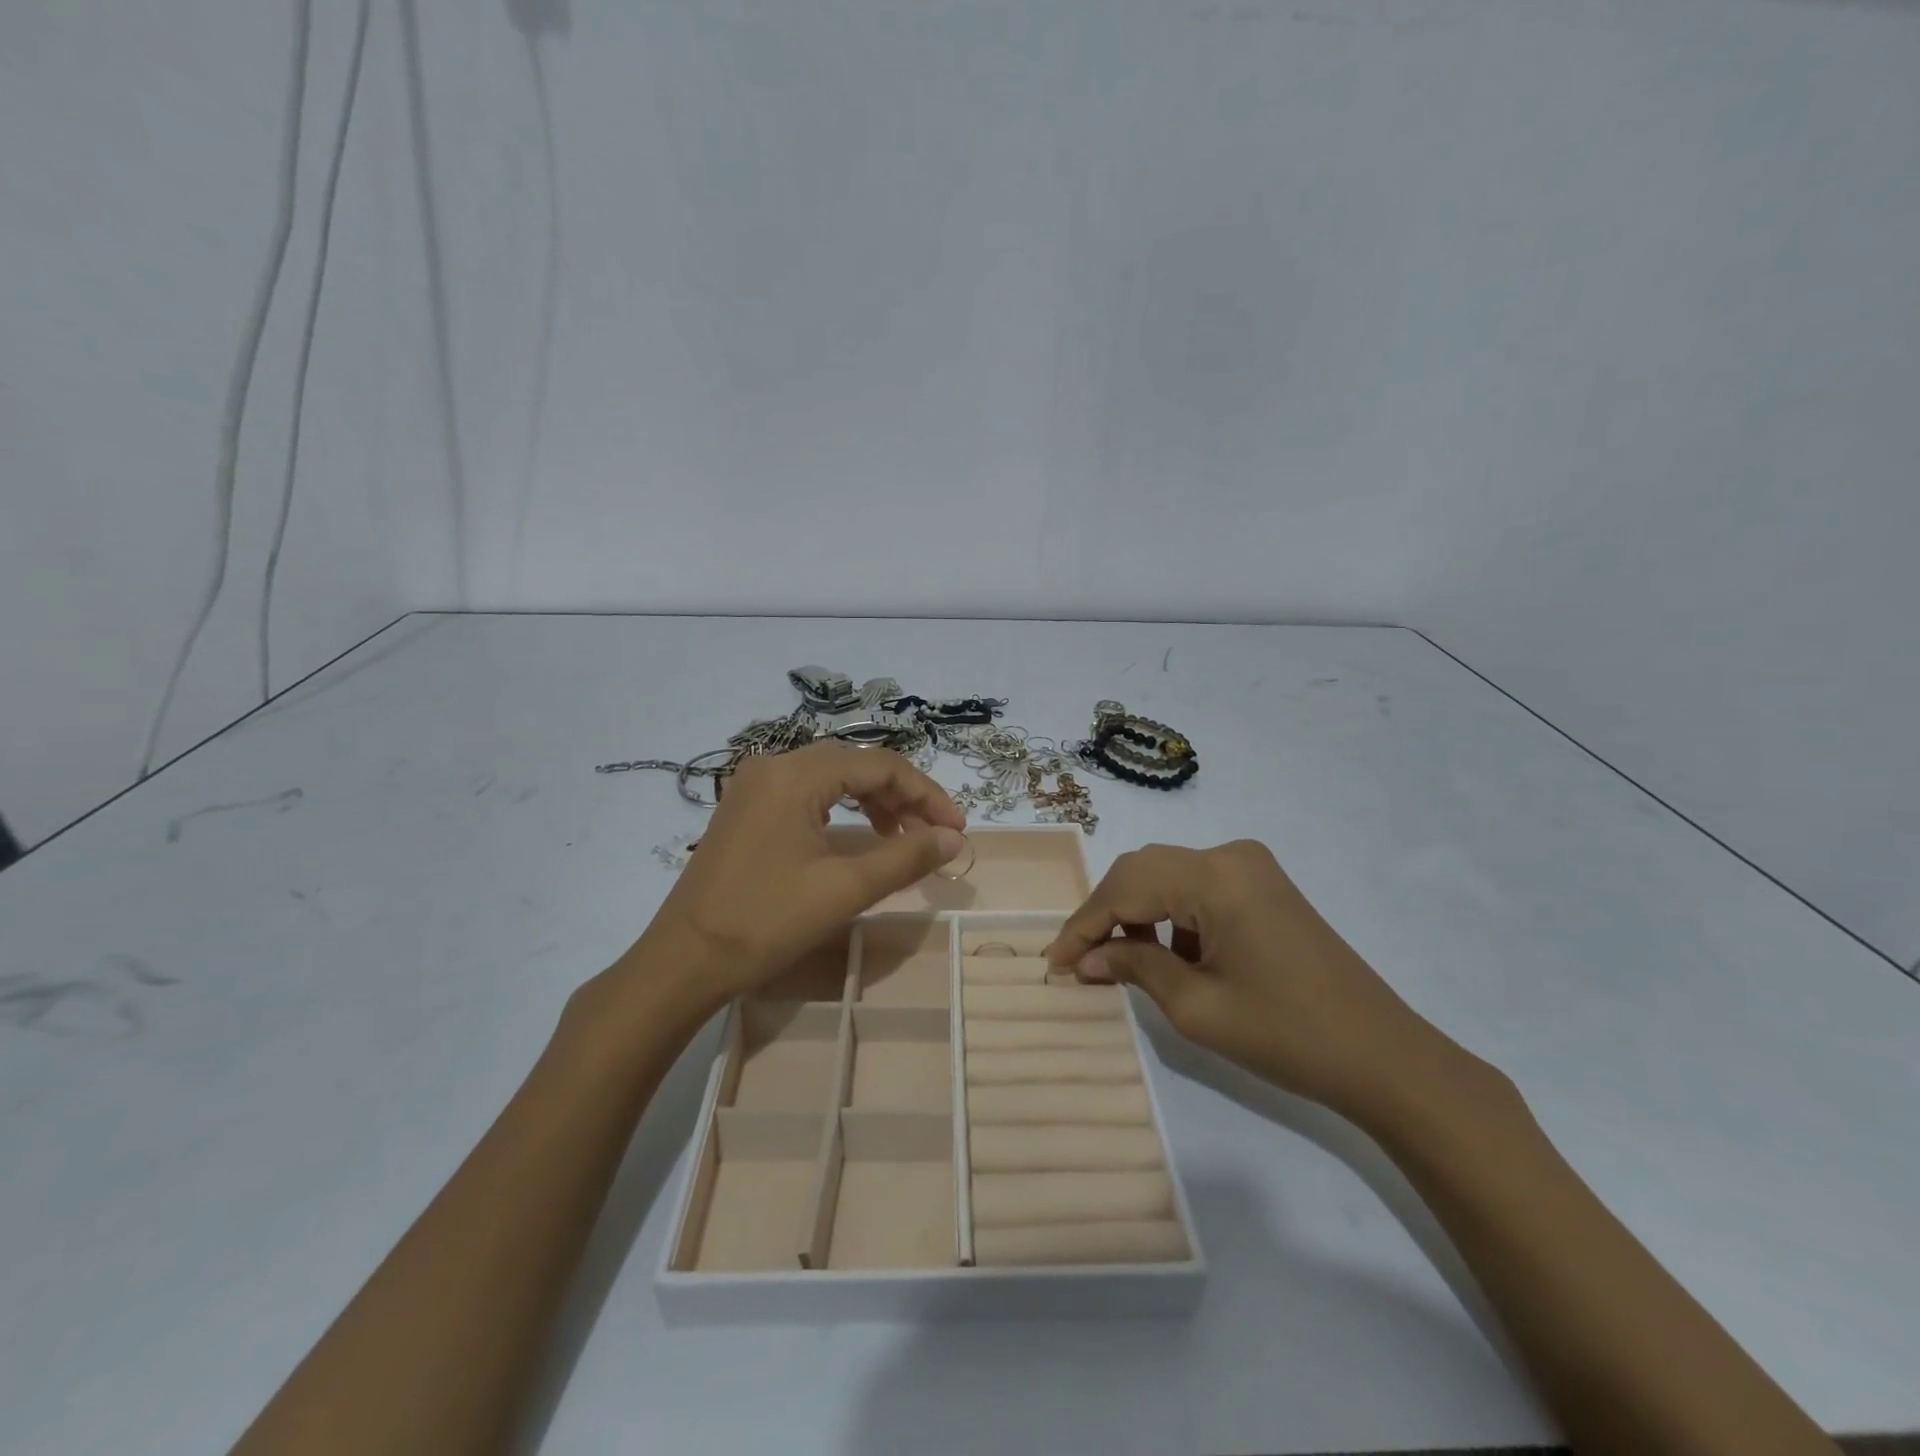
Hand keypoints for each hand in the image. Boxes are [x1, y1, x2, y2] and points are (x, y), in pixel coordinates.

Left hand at [631, 743, 965, 1015]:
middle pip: (855, 765)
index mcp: (795, 774)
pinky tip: (857, 835)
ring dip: (873, 801)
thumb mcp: (845, 889)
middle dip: (901, 795)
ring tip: (901, 835)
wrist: (683, 963)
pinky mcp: (745, 809)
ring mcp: (753, 786)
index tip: (956, 830)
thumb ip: (905, 857)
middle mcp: (772, 766)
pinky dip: (841, 809)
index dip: (926, 794)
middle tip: (933, 833)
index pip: (879, 765)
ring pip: (831, 777)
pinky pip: (806, 793)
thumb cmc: (765, 923)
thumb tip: (954, 840)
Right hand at [1047, 840, 1456, 1117]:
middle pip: (1143, 871)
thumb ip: (1133, 967)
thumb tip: (1085, 959)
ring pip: (1167, 877)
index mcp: (1216, 877)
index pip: (1126, 888)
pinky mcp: (1262, 885)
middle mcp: (1230, 855)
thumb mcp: (1197, 1006)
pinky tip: (1165, 955)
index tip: (1053, 962)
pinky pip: (1196, 888)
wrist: (1383, 1056)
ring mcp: (1250, 867)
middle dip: (1105, 914)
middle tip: (1078, 960)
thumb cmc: (1287, 1034)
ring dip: (1135, 914)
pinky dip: (1170, 917)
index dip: (1084, 925)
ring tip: (1117, 962)